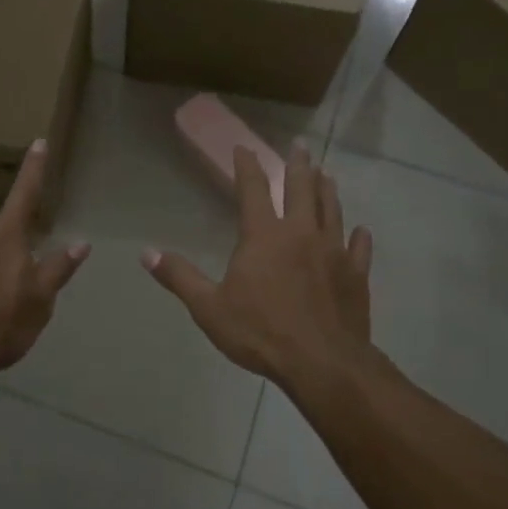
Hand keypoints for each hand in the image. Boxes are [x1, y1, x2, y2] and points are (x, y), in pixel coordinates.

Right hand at [143, 145, 373, 387]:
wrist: (322, 363)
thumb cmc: (260, 332)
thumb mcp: (209, 307)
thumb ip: (179, 277)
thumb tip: (146, 253)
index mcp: (264, 235)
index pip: (254, 189)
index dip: (247, 166)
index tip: (244, 148)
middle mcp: (301, 233)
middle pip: (301, 189)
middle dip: (299, 164)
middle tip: (300, 145)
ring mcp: (333, 252)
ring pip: (332, 210)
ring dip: (328, 190)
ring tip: (327, 175)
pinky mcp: (355, 275)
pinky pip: (359, 249)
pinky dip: (359, 237)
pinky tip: (361, 231)